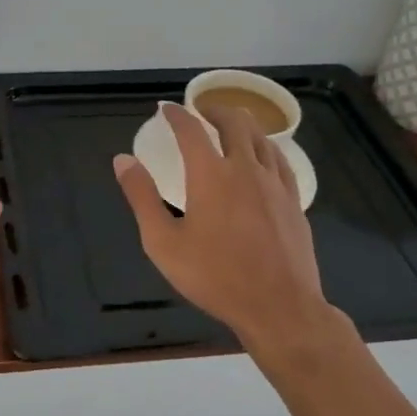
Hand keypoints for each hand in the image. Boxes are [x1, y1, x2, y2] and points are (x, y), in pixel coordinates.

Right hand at [112, 101, 337, 348]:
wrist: (278, 306)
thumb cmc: (214, 277)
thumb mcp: (163, 242)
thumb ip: (141, 197)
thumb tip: (123, 159)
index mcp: (211, 175)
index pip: (191, 130)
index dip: (177, 115)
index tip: (166, 108)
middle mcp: (245, 168)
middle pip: (234, 123)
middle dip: (215, 110)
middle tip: (202, 110)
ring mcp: (275, 184)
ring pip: (262, 137)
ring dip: (243, 123)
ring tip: (232, 123)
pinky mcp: (293, 201)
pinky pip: (280, 160)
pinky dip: (266, 146)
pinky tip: (264, 155)